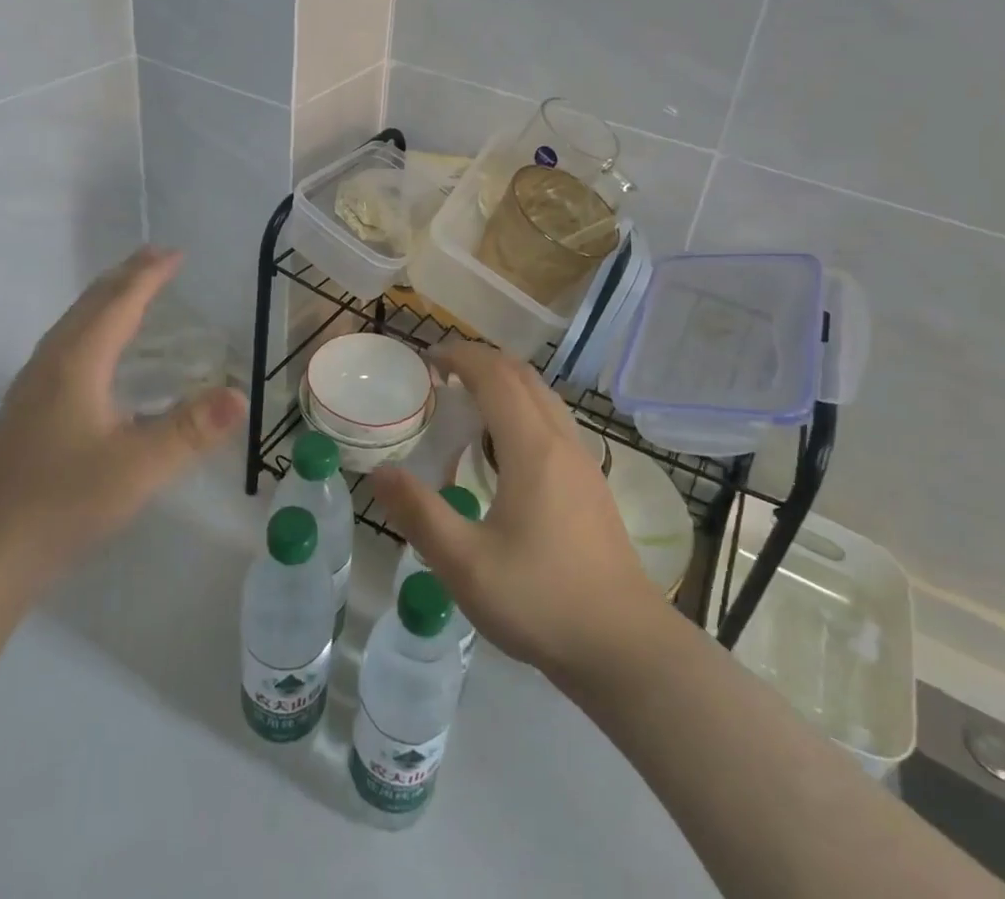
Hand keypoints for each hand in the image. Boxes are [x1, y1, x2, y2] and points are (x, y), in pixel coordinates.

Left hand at [0, 247, 243, 605]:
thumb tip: (240, 394)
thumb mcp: (137, 468)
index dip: (149, 275)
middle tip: (156, 258)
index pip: (119, 302)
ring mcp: (30, 388)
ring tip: (130, 292)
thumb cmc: (60, 504)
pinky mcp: (23, 413)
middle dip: (126, 277)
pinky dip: (91, 328)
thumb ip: (191, 430)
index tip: (176, 252)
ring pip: (73, 325)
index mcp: (77, 362)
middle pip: (91, 304)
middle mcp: (50, 363)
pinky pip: (64, 347)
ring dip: (105, 301)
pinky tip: (95, 356)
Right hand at [368, 341, 661, 682]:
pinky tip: (502, 449)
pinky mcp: (591, 483)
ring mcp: (583, 461)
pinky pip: (553, 421)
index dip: (460, 357)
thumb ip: (419, 514)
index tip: (427, 358)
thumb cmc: (541, 600)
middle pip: (522, 376)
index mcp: (532, 448)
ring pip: (542, 396)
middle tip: (441, 373)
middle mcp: (561, 441)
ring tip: (467, 402)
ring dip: (504, 383)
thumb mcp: (466, 565)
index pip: (495, 375)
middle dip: (481, 361)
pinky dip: (521, 408)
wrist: (625, 647)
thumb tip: (379, 473)